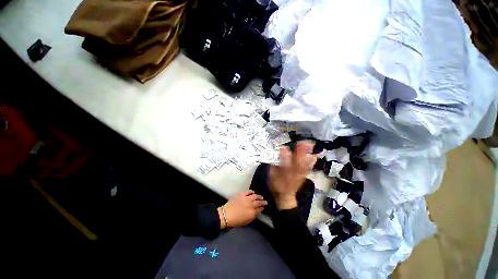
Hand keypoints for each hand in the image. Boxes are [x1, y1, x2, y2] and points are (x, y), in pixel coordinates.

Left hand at [218, 190, 266, 228]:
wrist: (226, 215)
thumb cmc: (236, 220)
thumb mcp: (246, 221)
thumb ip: (253, 216)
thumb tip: (258, 212)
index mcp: (252, 212)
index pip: (260, 209)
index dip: (262, 207)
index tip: (264, 206)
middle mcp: (250, 205)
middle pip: (259, 202)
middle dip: (263, 202)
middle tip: (265, 201)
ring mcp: (246, 198)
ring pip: (255, 196)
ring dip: (258, 196)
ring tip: (260, 196)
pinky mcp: (241, 194)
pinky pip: (248, 191)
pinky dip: (251, 191)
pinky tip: (253, 192)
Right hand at [270, 141, 318, 209]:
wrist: (285, 197)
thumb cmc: (276, 186)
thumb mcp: (271, 176)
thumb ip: (273, 166)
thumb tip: (275, 156)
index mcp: (283, 174)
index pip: (283, 164)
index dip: (283, 156)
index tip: (283, 148)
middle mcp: (292, 174)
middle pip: (297, 163)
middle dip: (300, 153)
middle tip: (302, 143)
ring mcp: (299, 176)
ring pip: (303, 165)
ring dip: (306, 155)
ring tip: (309, 146)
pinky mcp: (303, 176)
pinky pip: (307, 169)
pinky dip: (311, 163)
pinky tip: (313, 157)